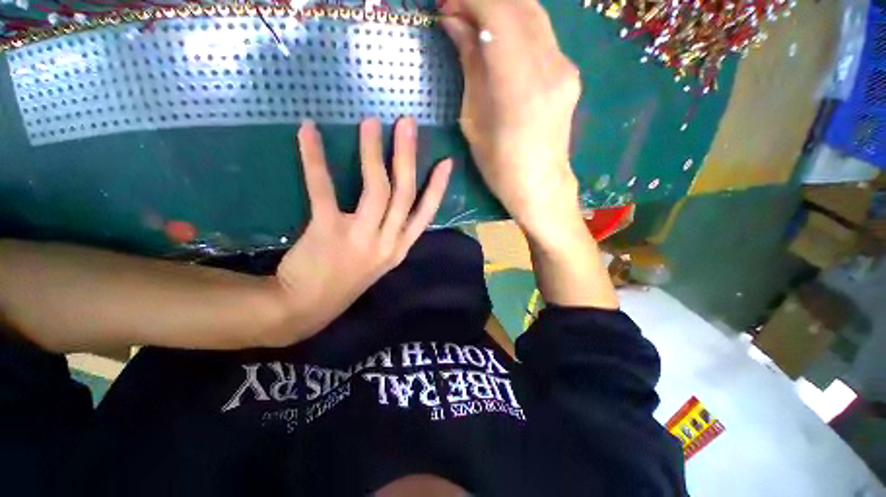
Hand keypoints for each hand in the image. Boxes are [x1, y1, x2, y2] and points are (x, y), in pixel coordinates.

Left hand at [271, 118, 452, 344]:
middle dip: (409, 157)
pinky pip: (325, 190)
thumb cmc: (345, 281)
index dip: (438, 188)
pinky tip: (308, 132)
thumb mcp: (378, 261)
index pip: (426, 215)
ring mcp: (361, 237)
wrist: (306, 308)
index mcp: (399, 249)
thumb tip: (395, 205)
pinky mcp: (329, 231)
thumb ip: (390, 235)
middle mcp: (387, 242)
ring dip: (375, 153)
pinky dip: (315, 159)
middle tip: (407, 123)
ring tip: (371, 123)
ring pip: (377, 189)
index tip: (446, 162)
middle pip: (405, 194)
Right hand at [440, 0, 581, 237]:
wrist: (540, 186)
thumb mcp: (474, 121)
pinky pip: (542, 34)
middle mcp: (550, 67)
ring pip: (534, 14)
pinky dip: (517, 25)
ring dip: (501, 8)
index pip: (499, 13)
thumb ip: (470, 66)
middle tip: (456, 9)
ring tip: (473, 20)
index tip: (446, 5)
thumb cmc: (500, 166)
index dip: (470, 0)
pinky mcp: (570, 73)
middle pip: (520, 4)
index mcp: (520, 86)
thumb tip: (454, 24)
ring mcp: (565, 68)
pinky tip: (499, 38)